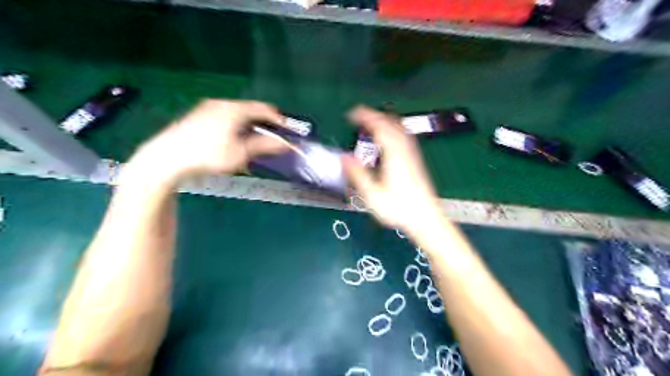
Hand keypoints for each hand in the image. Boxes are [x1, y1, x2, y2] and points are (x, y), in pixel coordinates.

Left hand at [128, 98, 288, 181]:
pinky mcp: (197, 116)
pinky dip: (235, 125)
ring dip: (249, 124)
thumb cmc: (208, 155)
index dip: (278, 119)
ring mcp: (207, 108)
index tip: (287, 130)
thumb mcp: (240, 153)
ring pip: (237, 113)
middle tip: (272, 136)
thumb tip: (286, 144)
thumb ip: (264, 146)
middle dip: (263, 123)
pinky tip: (232, 139)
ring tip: (254, 140)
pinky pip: (225, 116)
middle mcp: (222, 103)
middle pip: (250, 109)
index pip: (264, 109)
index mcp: (235, 109)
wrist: (167, 157)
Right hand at [343, 106, 443, 232]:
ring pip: (400, 128)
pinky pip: (405, 137)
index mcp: (394, 155)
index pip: (380, 127)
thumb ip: (357, 174)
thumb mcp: (372, 195)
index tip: (352, 113)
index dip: (365, 117)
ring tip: (372, 121)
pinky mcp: (416, 161)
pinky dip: (394, 130)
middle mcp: (405, 151)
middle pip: (391, 123)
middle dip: (374, 115)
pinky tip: (390, 137)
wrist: (426, 218)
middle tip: (359, 115)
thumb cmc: (400, 209)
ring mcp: (413, 155)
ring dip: (385, 121)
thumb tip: (344, 158)